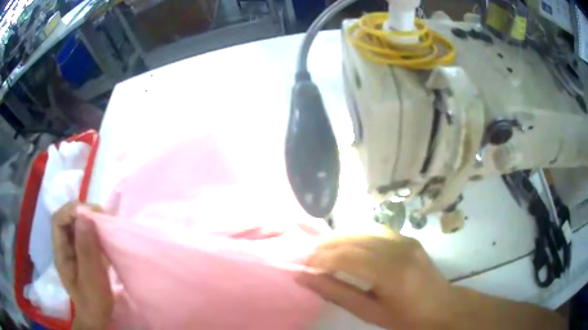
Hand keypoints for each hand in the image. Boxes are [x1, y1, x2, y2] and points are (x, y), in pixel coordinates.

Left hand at [52, 201, 112, 329]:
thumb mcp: (91, 277)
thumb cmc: (93, 301)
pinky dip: (94, 231)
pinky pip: (85, 236)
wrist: (98, 318)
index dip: (71, 211)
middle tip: (101, 216)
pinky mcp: (82, 255)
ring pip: (76, 226)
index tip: (91, 213)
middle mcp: (63, 247)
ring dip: (90, 220)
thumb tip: (84, 214)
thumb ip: (86, 247)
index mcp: (60, 252)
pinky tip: (104, 234)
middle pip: (67, 220)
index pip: (58, 221)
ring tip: (105, 223)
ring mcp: (72, 251)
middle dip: (82, 213)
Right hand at [296, 233, 454, 328]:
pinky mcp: (409, 238)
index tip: (303, 264)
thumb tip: (305, 279)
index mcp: (392, 274)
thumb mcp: (369, 312)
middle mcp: (399, 250)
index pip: (348, 257)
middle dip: (327, 246)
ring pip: (364, 230)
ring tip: (323, 249)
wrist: (442, 307)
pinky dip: (357, 234)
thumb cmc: (405, 317)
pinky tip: (348, 243)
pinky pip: (377, 230)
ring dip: (340, 238)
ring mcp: (406, 240)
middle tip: (308, 256)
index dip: (321, 258)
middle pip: (354, 240)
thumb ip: (337, 294)